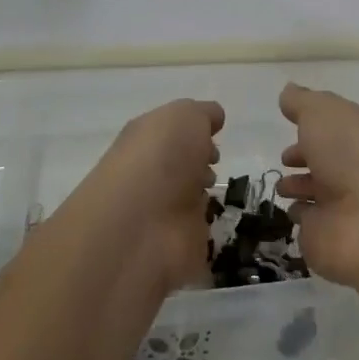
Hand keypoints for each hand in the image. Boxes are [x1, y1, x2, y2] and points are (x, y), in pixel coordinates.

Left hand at [63, 98, 223, 292]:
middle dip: (198, 162)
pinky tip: (215, 220)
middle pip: (178, 164)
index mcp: (145, 140)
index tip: (214, 135)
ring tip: (215, 190)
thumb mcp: (185, 116)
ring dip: (201, 193)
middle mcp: (150, 174)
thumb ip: (202, 113)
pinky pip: (196, 230)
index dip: (193, 131)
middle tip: (214, 163)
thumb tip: (213, 117)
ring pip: (186, 197)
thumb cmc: (161, 158)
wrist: (142, 225)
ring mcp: (161, 212)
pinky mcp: (176, 246)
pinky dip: (206, 226)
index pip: (169, 132)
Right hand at [276, 83, 358, 290]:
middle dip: (303, 159)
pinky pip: (308, 224)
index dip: (309, 130)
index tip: (289, 129)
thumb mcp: (324, 113)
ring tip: (281, 188)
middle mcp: (348, 171)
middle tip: (284, 161)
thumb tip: (288, 90)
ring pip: (315, 194)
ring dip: (298, 188)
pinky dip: (300, 217)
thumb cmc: (353, 155)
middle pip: (323, 162)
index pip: (329, 132)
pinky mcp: (325, 239)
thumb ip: (303, 102)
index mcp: (353, 138)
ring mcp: (338, 208)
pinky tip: (291, 212)